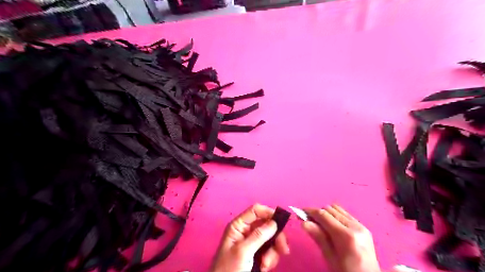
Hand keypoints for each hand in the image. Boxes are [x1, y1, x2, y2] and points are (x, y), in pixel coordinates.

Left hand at [211, 204, 289, 271]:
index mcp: (239, 225)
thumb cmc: (229, 269)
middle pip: (267, 225)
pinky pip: (270, 250)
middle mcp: (246, 231)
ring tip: (266, 265)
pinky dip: (270, 259)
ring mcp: (252, 243)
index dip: (268, 212)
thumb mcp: (243, 251)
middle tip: (283, 249)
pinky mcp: (257, 254)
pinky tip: (264, 268)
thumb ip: (259, 236)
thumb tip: (274, 222)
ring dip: (272, 252)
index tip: (281, 223)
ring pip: (271, 238)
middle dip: (275, 237)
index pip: (255, 211)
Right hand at [302, 204, 380, 271]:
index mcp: (346, 236)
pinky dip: (336, 216)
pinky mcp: (364, 227)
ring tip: (320, 225)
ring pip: (337, 209)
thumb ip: (319, 237)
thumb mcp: (330, 258)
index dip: (310, 211)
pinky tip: (332, 227)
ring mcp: (361, 225)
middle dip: (318, 213)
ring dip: (327, 214)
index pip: (323, 215)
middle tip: (309, 221)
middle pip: (330, 209)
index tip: (300, 212)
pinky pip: (345, 214)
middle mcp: (355, 226)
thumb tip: (304, 222)